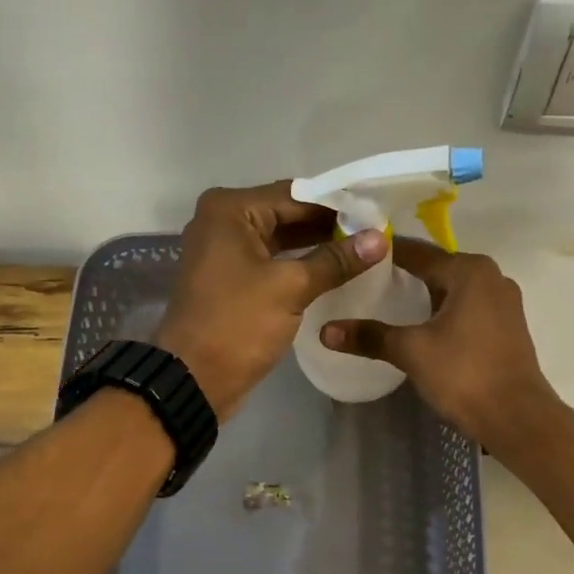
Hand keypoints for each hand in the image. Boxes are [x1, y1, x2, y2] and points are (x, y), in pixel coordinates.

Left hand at [153, 182, 387, 419]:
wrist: (194, 379)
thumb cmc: (237, 324)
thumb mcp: (290, 288)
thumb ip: (335, 261)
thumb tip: (379, 238)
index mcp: (230, 210)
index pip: (295, 194)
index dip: (337, 204)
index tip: (376, 213)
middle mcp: (223, 223)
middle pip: (286, 215)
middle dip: (328, 226)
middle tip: (375, 234)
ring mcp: (224, 254)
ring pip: (280, 241)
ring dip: (316, 247)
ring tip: (362, 253)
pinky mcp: (231, 282)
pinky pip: (272, 264)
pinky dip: (299, 267)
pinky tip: (333, 274)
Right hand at [320, 239, 560, 447]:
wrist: (516, 417)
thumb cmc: (464, 374)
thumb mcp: (411, 352)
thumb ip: (370, 337)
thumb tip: (325, 331)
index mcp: (469, 271)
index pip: (418, 252)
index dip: (386, 254)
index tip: (356, 257)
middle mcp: (491, 277)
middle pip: (438, 268)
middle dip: (404, 275)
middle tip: (366, 283)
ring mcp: (504, 302)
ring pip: (454, 290)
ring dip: (426, 295)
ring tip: (389, 304)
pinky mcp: (507, 327)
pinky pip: (468, 308)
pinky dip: (444, 312)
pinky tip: (424, 327)